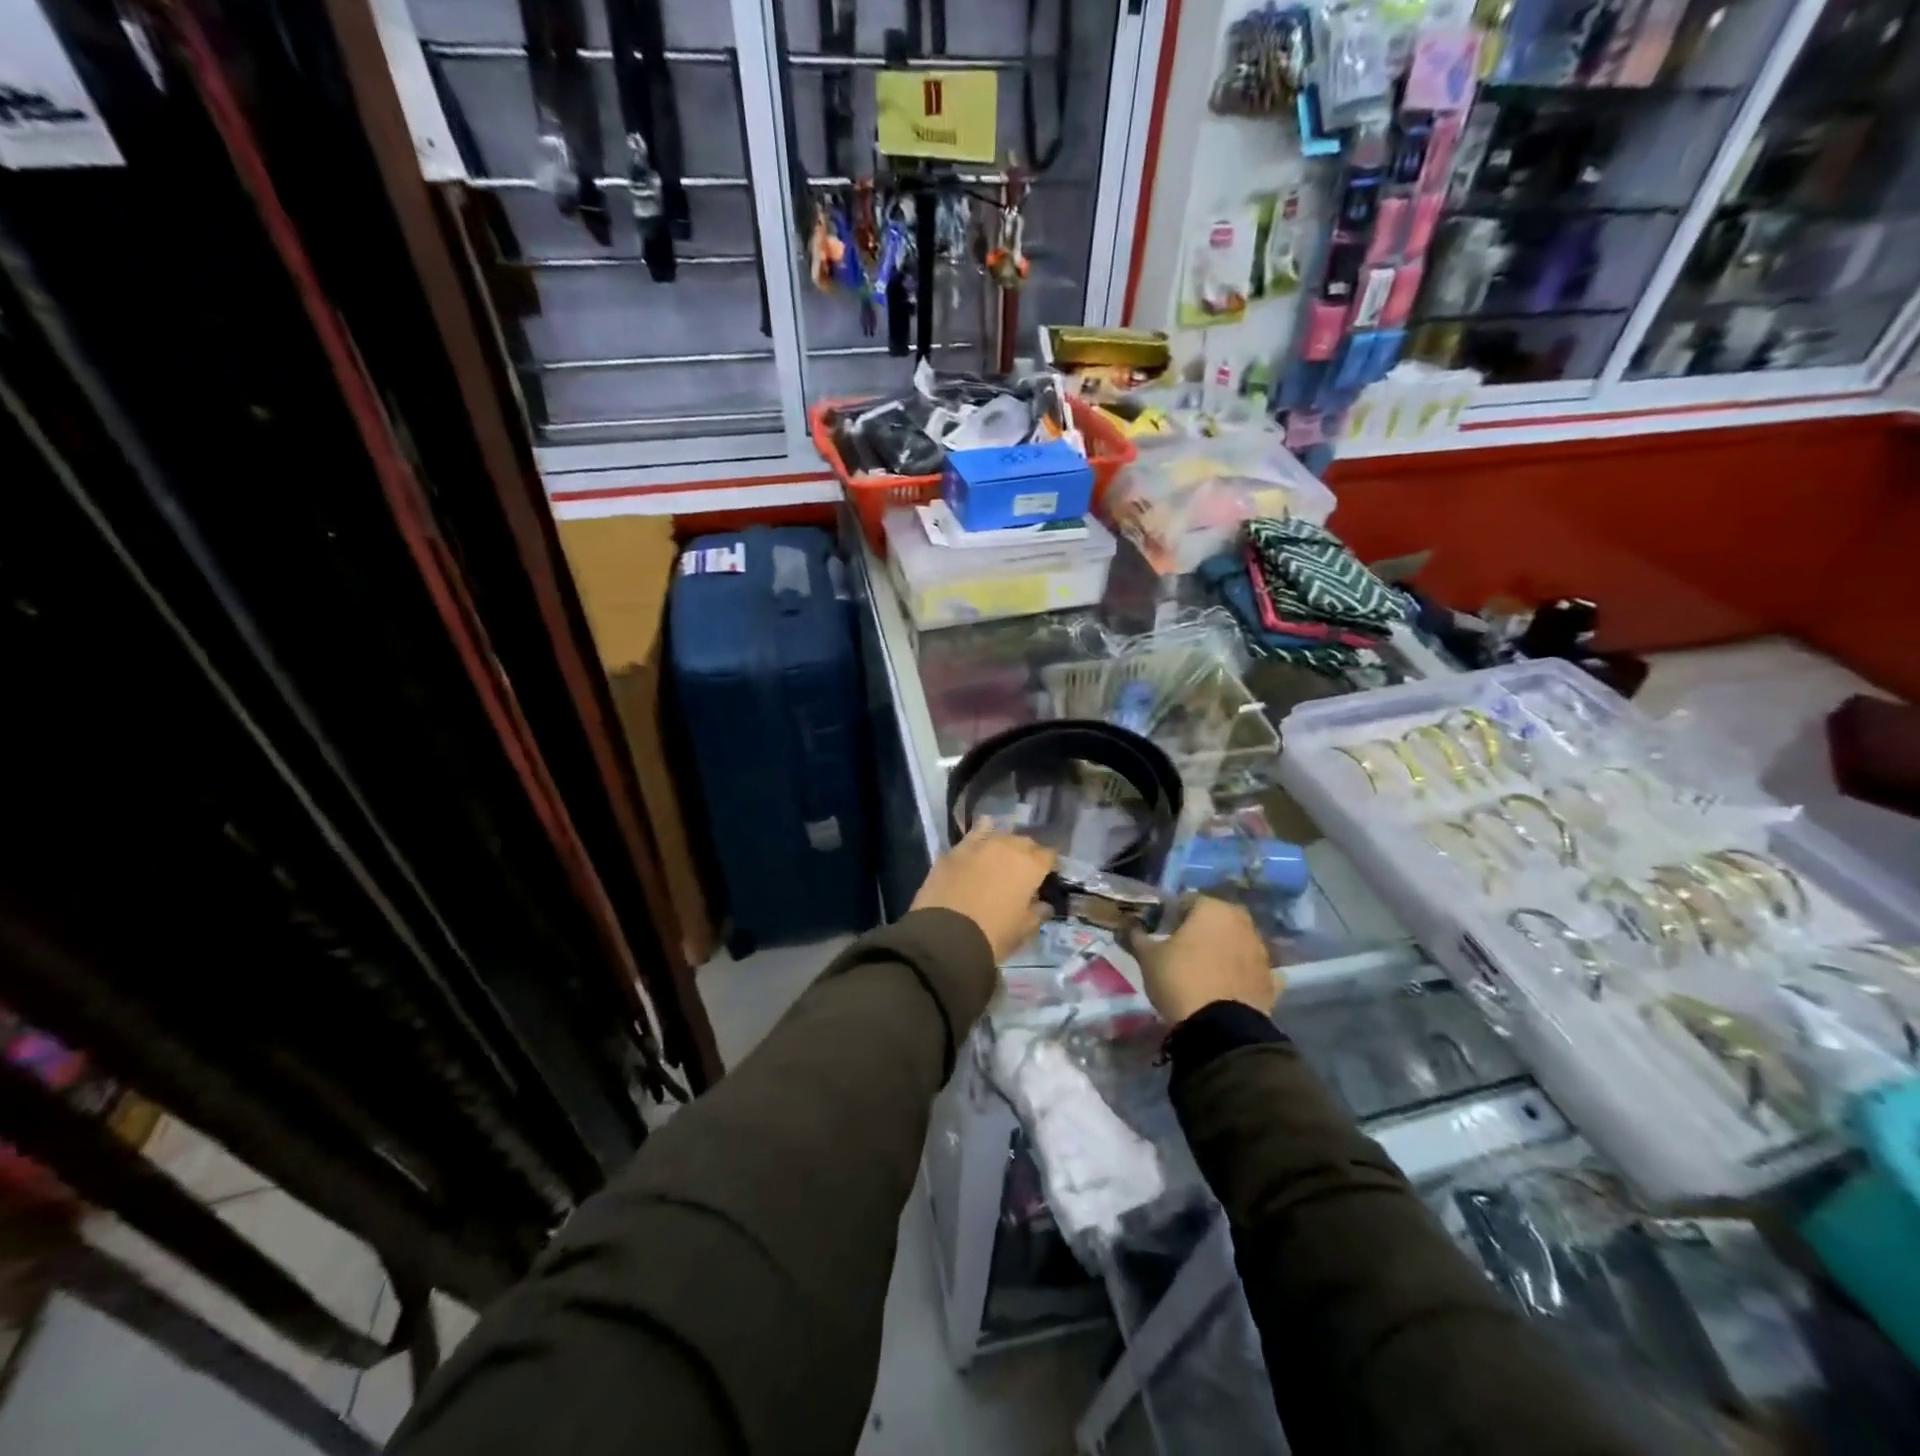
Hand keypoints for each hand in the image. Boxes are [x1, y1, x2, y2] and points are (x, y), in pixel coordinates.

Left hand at [911, 825, 1056, 962]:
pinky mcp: (953, 850)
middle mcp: (1007, 846)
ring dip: (1001, 844)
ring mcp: (978, 844)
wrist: (946, 935)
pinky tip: (974, 851)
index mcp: (1030, 865)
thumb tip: (1043, 904)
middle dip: (1026, 854)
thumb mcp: (1023, 930)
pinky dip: (976, 843)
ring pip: (997, 834)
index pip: (1048, 855)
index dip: (1049, 866)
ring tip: (998, 859)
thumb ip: (1037, 913)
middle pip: (1023, 842)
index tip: (1046, 877)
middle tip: (1022, 871)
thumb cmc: (994, 935)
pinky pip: (971, 839)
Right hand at [1127, 896, 1276, 1025]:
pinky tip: (1226, 987)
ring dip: (1222, 949)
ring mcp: (1261, 951)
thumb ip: (1136, 936)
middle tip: (1181, 949)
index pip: (1187, 901)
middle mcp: (1242, 922)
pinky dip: (1240, 974)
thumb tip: (1127, 925)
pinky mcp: (1271, 980)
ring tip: (1202, 970)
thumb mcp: (1148, 957)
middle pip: (1215, 919)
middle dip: (1200, 930)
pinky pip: (1250, 969)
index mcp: (1212, 909)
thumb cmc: (1180, 980)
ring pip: (1236, 942)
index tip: (1160, 933)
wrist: (1221, 1029)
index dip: (1171, 916)